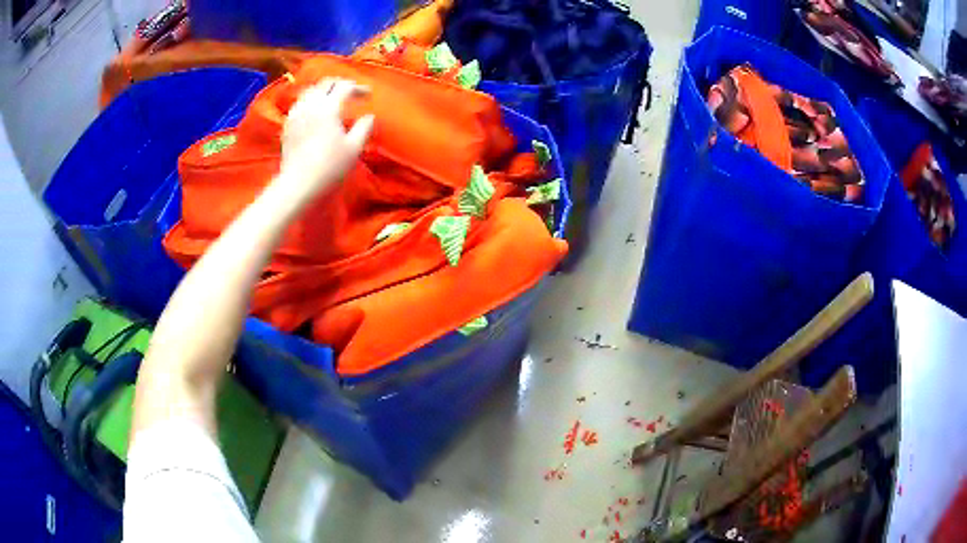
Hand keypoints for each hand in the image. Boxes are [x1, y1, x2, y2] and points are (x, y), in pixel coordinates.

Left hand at [279, 78, 374, 199]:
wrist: (298, 183)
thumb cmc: (329, 167)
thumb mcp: (354, 148)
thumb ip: (364, 128)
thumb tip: (369, 116)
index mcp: (329, 107)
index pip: (345, 87)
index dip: (358, 88)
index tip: (368, 95)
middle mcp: (310, 104)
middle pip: (326, 83)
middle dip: (340, 84)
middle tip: (351, 92)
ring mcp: (296, 113)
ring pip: (311, 91)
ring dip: (324, 90)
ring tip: (332, 98)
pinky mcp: (287, 124)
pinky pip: (300, 103)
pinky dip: (311, 100)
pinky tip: (315, 111)